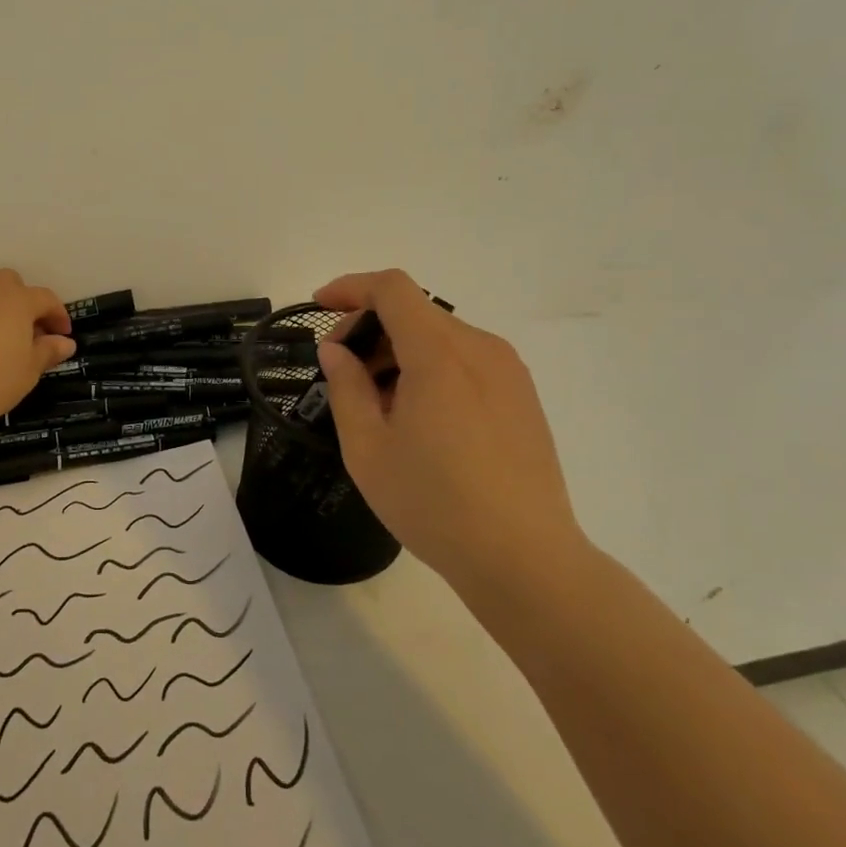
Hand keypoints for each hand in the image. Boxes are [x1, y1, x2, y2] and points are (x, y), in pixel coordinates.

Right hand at [314, 269, 590, 603]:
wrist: (525, 559)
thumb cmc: (435, 504)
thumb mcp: (368, 449)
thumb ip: (346, 388)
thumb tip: (336, 351)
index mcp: (440, 354)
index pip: (392, 289)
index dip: (351, 287)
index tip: (320, 307)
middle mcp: (480, 348)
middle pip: (415, 312)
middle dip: (369, 328)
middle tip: (342, 373)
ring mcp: (508, 371)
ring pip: (440, 336)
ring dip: (399, 351)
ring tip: (379, 405)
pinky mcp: (522, 396)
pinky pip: (466, 360)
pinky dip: (430, 368)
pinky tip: (419, 418)